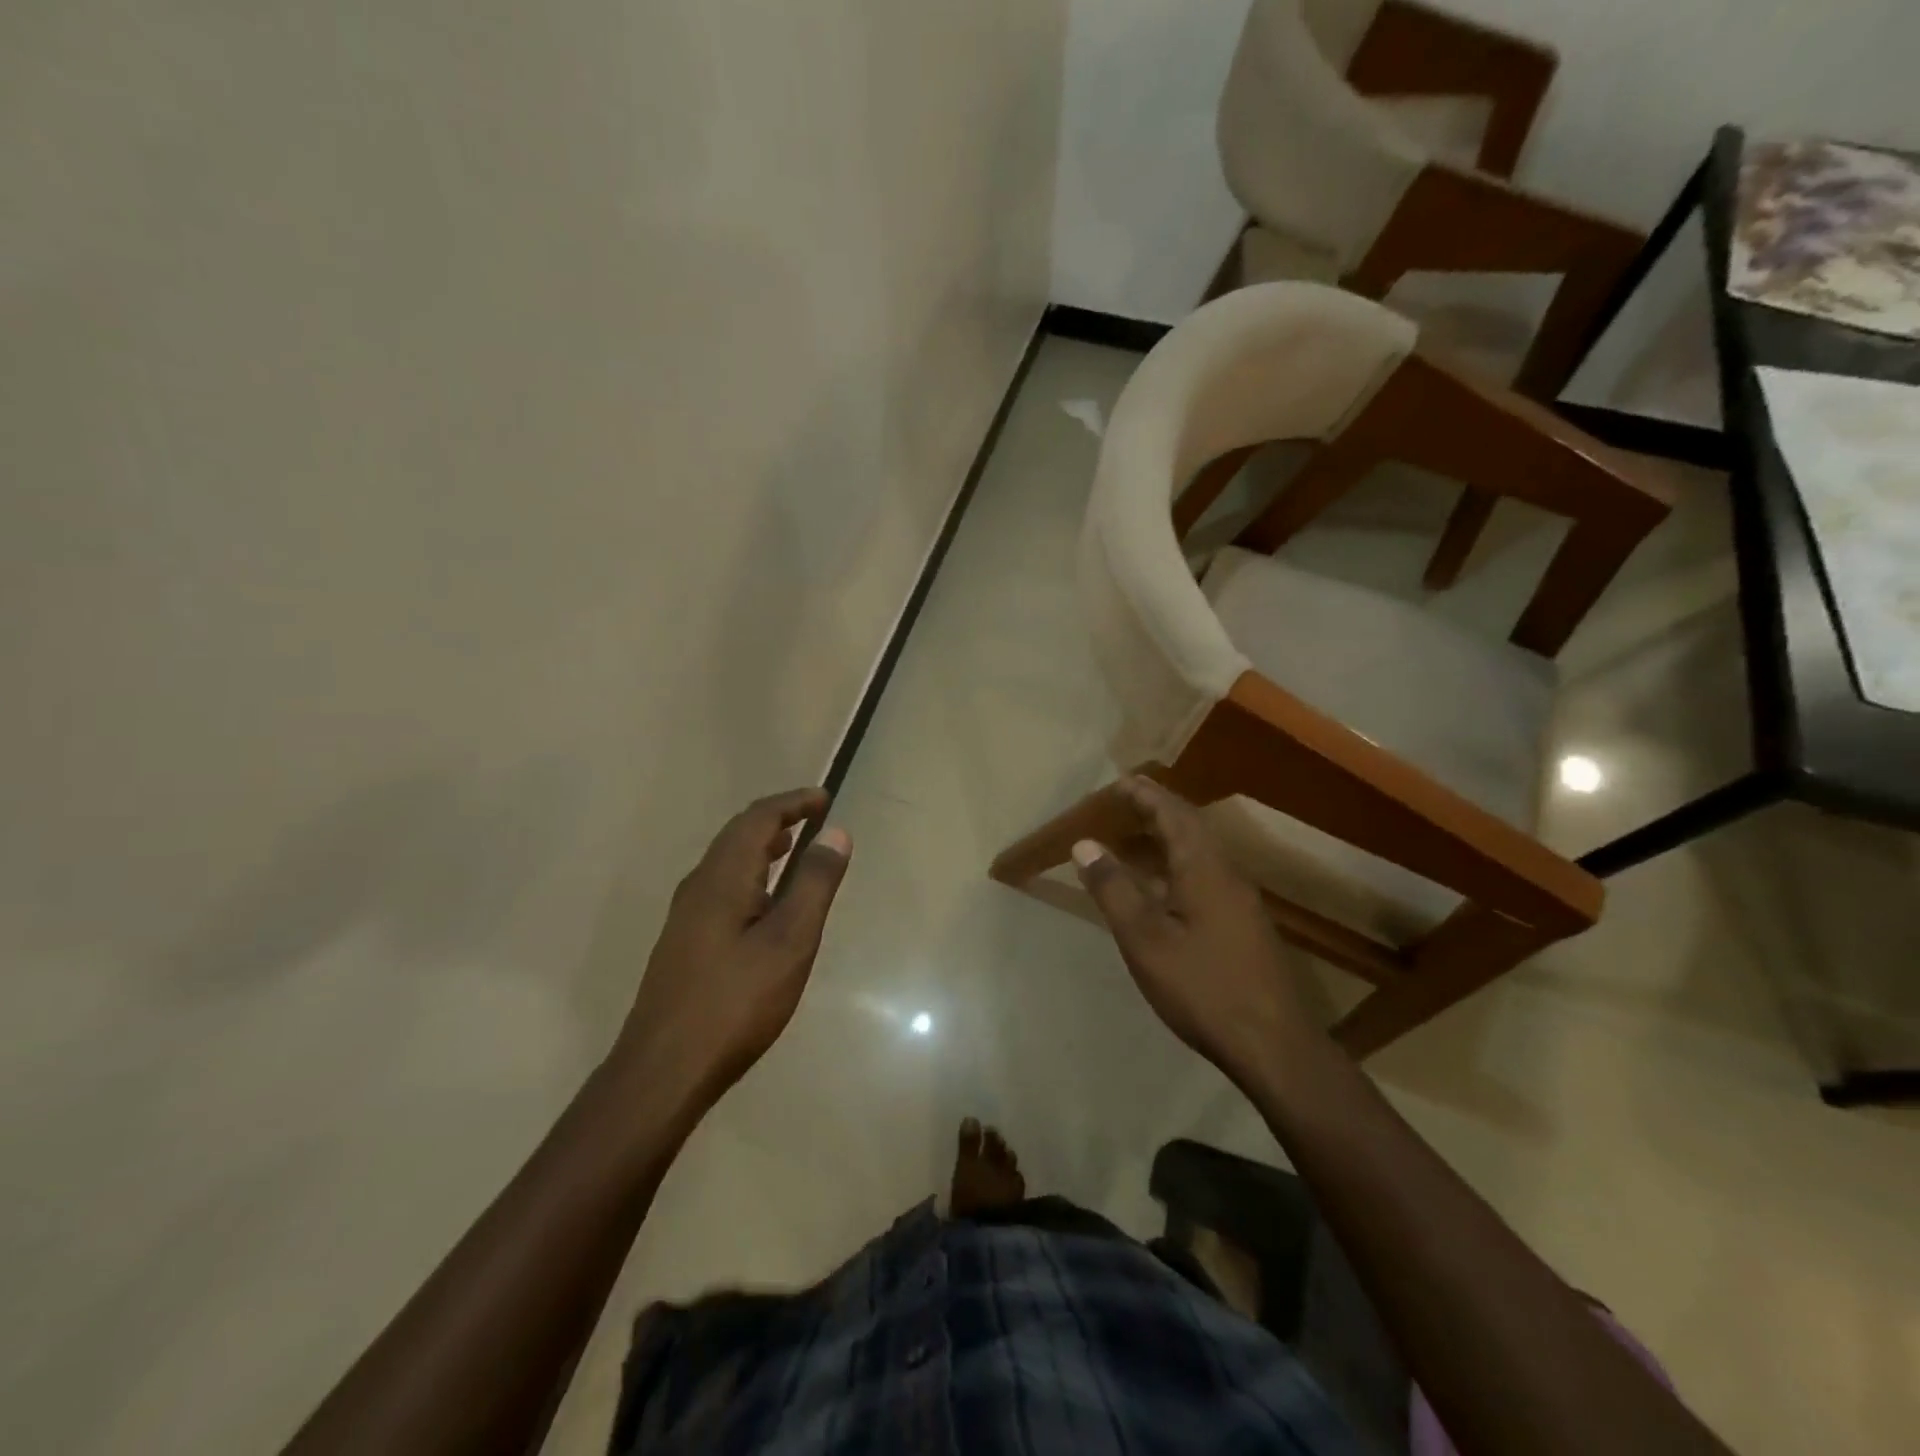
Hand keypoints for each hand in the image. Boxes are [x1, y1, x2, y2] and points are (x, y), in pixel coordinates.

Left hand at [613, 788, 851, 1104]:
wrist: (664, 1070)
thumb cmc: (735, 1002)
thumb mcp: (790, 941)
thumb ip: (814, 884)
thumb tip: (836, 833)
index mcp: (722, 877)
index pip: (758, 819)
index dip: (792, 803)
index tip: (824, 798)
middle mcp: (698, 886)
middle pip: (737, 835)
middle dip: (776, 819)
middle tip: (812, 817)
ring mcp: (686, 916)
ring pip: (726, 862)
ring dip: (761, 846)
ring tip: (793, 848)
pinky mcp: (684, 943)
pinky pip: (721, 887)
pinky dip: (750, 875)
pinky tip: (764, 904)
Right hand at [1072, 777, 1315, 1081]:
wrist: (1273, 1045)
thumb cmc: (1202, 987)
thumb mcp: (1145, 939)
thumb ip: (1114, 888)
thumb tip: (1085, 844)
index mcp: (1204, 868)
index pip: (1173, 814)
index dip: (1145, 795)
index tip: (1119, 781)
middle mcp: (1227, 874)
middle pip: (1191, 827)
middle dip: (1157, 809)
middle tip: (1124, 801)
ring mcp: (1240, 900)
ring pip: (1200, 852)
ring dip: (1167, 837)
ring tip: (1134, 836)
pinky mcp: (1243, 924)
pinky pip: (1205, 874)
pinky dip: (1177, 863)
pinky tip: (1161, 885)